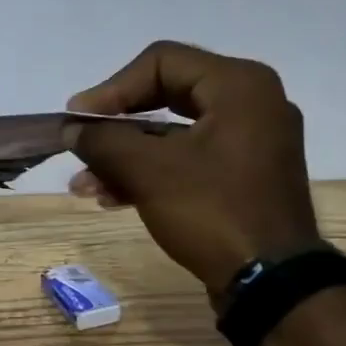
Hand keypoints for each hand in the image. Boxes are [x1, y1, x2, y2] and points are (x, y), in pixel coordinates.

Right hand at [63, 42, 319, 296]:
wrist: (272, 283)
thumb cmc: (212, 212)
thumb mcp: (148, 172)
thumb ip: (104, 141)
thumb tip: (72, 129)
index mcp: (239, 85)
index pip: (161, 62)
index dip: (111, 88)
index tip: (78, 121)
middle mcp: (251, 103)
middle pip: (165, 96)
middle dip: (115, 126)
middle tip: (80, 144)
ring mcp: (251, 142)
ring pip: (173, 134)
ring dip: (125, 156)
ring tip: (84, 185)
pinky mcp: (244, 176)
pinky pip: (189, 160)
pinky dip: (151, 173)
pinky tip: (112, 197)